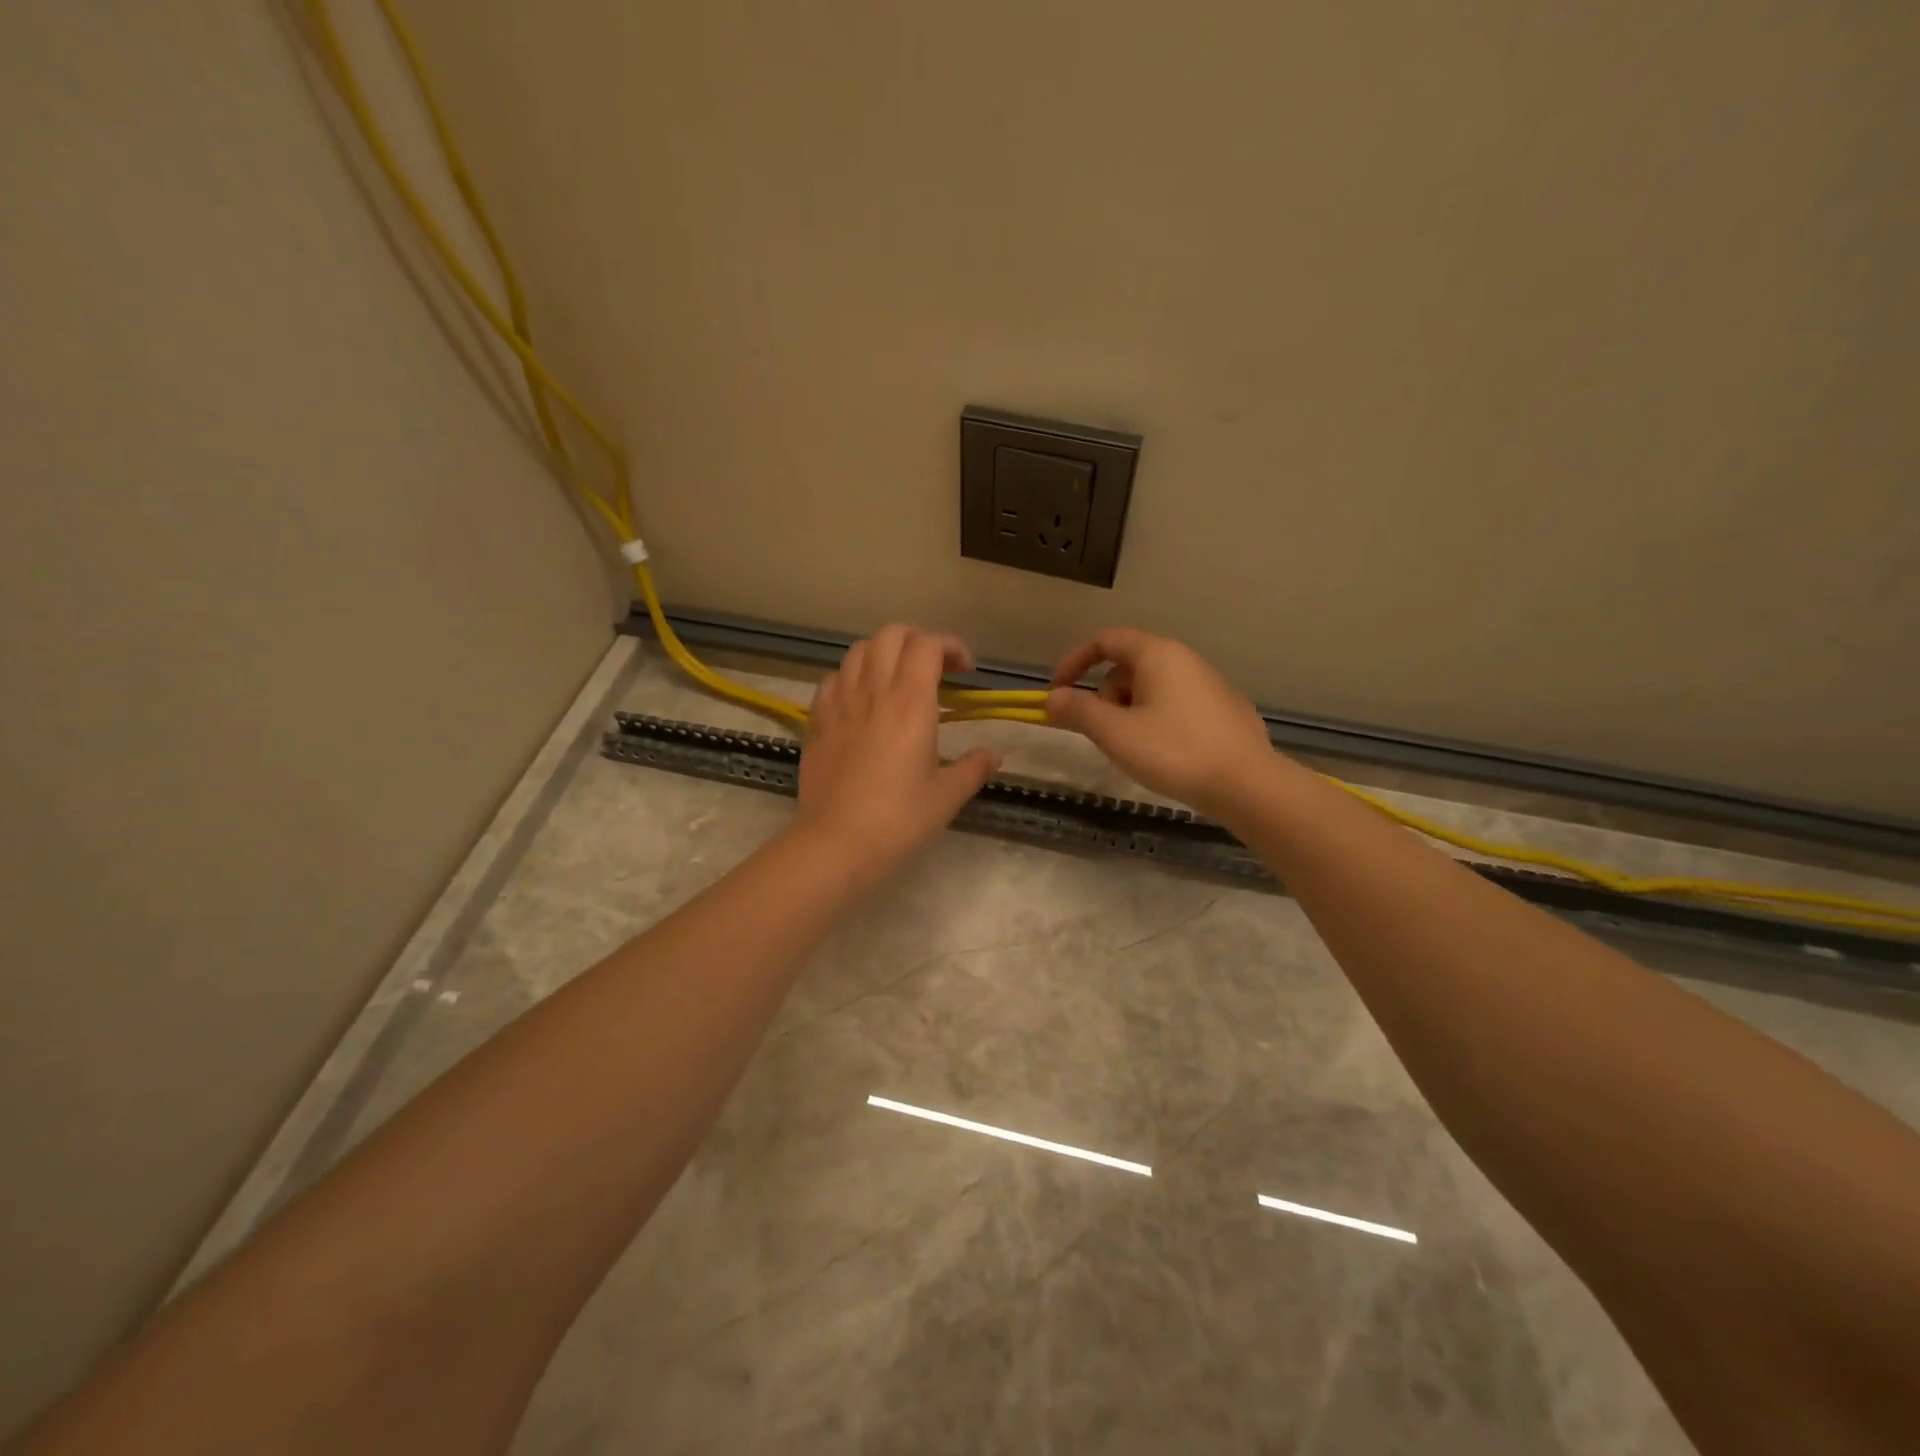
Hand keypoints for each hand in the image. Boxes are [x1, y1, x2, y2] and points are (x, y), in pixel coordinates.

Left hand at [795, 624, 1000, 873]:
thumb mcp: (946, 796)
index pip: (928, 645)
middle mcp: (873, 690)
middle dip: (917, 640)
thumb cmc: (899, 819)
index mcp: (910, 702)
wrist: (836, 843)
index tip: (966, 671)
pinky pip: (832, 679)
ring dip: (883, 653)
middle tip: (934, 668)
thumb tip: (994, 756)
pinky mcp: (817, 721)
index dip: (951, 646)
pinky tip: (861, 701)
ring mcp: (839, 703)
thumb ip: (973, 768)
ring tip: (896, 679)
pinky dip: (851, 677)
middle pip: (890, 634)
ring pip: (858, 651)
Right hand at [1044, 627, 1279, 820]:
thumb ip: (1078, 710)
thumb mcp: (1115, 733)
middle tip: (1100, 732)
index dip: (1075, 661)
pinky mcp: (1225, 709)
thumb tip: (1053, 698)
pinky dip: (1156, 719)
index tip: (1059, 691)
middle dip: (1104, 694)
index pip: (1106, 639)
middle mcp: (1185, 659)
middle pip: (1128, 665)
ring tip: (1132, 749)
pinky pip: (1176, 704)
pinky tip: (1164, 754)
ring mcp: (1210, 683)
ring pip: (1152, 687)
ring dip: (1129, 710)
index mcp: (1158, 654)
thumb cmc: (1174, 752)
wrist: (1248, 784)